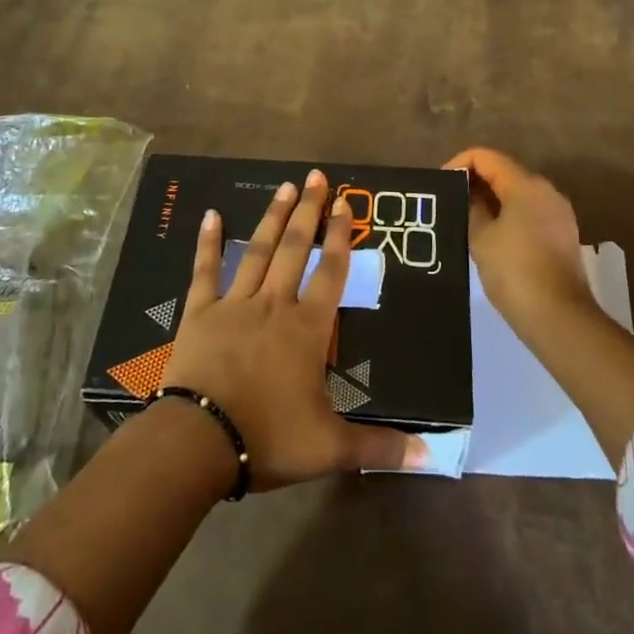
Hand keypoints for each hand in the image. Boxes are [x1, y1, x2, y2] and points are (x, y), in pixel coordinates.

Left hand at [159, 169, 416, 489]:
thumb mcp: (330, 448)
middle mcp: (274, 305)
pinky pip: (205, 270)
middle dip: (308, 211)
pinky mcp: (200, 312)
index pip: (331, 273)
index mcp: (307, 329)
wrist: (199, 442)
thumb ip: (379, 447)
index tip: (346, 204)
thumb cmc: (268, 438)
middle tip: (316, 177)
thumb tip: (433, 457)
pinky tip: (211, 214)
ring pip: (258, 251)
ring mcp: (235, 304)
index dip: (341, 237)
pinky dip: (209, 242)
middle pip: (295, 249)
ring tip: (285, 186)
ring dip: (273, 217)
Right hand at [444, 147, 595, 328]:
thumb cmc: (514, 271)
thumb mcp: (480, 238)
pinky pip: (529, 212)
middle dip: (475, 182)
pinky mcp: (562, 234)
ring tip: (466, 220)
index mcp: (526, 184)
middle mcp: (546, 191)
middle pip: (504, 172)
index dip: (459, 164)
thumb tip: (469, 195)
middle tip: (450, 203)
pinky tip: (490, 237)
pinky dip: (508, 215)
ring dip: (491, 200)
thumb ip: (471, 208)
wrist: (559, 317)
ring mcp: (558, 213)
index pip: (485, 157)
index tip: (441, 186)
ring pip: (517, 193)